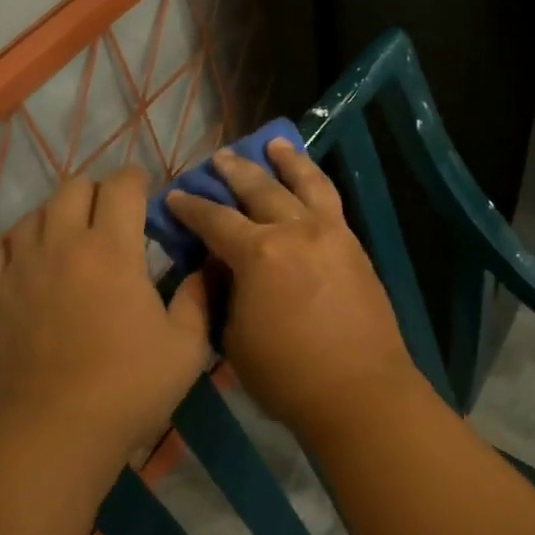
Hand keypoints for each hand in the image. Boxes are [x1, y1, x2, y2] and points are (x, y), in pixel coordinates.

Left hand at [0, 167, 210, 473]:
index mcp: (113, 250)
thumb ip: (197, 299)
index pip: (121, 186)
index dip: (136, 181)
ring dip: (58, 216)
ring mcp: (20, 266)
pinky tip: (26, 259)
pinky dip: (12, 242)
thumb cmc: (128, 388)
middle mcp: (63, 243)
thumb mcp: (186, 347)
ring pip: (34, 212)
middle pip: (75, 188)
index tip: (146, 194)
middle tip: (112, 219)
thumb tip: (203, 268)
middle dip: (99, 193)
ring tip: (71, 240)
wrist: (53, 435)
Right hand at [165, 140, 419, 441]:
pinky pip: (332, 201)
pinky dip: (316, 182)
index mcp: (258, 254)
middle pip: (259, 190)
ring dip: (286, 160)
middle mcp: (295, 230)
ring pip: (305, 183)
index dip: (190, 207)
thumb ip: (223, 293)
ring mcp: (330, 234)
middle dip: (234, 171)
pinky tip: (310, 180)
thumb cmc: (286, 375)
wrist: (360, 391)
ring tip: (274, 143)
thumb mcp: (234, 338)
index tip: (174, 195)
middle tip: (218, 157)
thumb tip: (220, 266)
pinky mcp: (354, 245)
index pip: (214, 220)